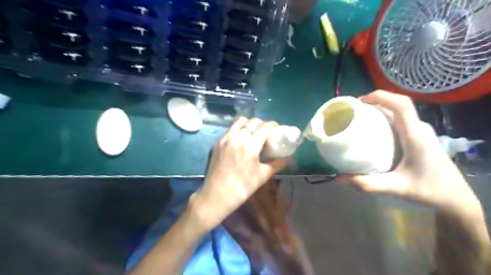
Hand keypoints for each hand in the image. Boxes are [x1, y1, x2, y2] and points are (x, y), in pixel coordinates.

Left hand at [190, 117, 292, 230]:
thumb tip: (291, 157)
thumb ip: (278, 164)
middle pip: (253, 121)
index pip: (264, 126)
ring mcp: (225, 138)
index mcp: (249, 147)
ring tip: (253, 133)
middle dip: (262, 124)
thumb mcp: (262, 176)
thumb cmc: (242, 188)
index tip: (277, 130)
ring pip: (240, 121)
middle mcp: (237, 138)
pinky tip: (242, 139)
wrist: (216, 195)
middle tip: (267, 133)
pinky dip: (239, 128)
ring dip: (250, 124)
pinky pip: (231, 128)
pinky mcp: (217, 142)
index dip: (273, 125)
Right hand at [340, 90, 481, 214]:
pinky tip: (373, 131)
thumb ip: (368, 184)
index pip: (401, 105)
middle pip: (398, 105)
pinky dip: (384, 119)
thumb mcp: (397, 188)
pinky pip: (400, 121)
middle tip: (353, 112)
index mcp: (415, 136)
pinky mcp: (419, 138)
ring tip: (359, 119)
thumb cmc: (430, 190)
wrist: (456, 199)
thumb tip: (340, 179)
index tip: (359, 102)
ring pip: (399, 112)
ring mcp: (421, 132)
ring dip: (379, 110)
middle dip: (375, 103)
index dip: (380, 96)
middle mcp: (419, 129)